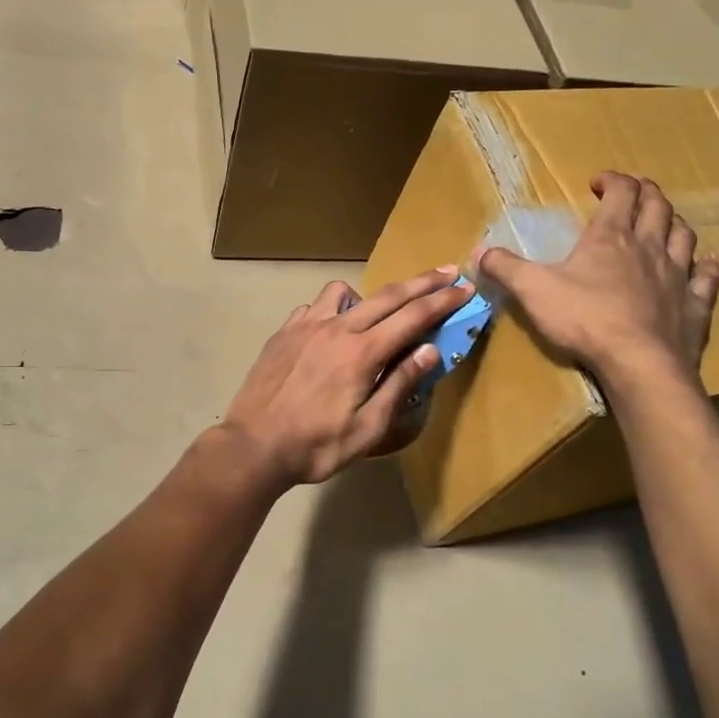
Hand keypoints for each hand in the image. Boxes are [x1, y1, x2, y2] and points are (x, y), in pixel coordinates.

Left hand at [218, 269, 471, 488]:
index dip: (443, 301)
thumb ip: (399, 385)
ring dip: (369, 296)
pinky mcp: (284, 332)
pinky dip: (331, 311)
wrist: (253, 446)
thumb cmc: (316, 446)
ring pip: (344, 292)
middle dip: (423, 282)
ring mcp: (306, 326)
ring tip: (375, 317)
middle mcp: (337, 329)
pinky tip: (330, 332)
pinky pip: (314, 306)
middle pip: (388, 295)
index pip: (413, 317)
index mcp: (362, 353)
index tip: (465, 287)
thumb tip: (430, 350)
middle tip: (448, 271)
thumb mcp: (367, 429)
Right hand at [476, 173, 718, 391]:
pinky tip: (708, 264)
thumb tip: (479, 252)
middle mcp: (649, 247)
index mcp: (611, 237)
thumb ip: (506, 268)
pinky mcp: (695, 305)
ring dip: (674, 223)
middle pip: (657, 207)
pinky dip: (707, 267)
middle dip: (646, 193)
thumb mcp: (533, 290)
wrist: (639, 363)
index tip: (597, 182)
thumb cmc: (584, 319)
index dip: (612, 181)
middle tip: (634, 192)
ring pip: (684, 236)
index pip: (620, 193)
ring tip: (665, 222)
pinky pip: (707, 279)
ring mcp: (677, 275)